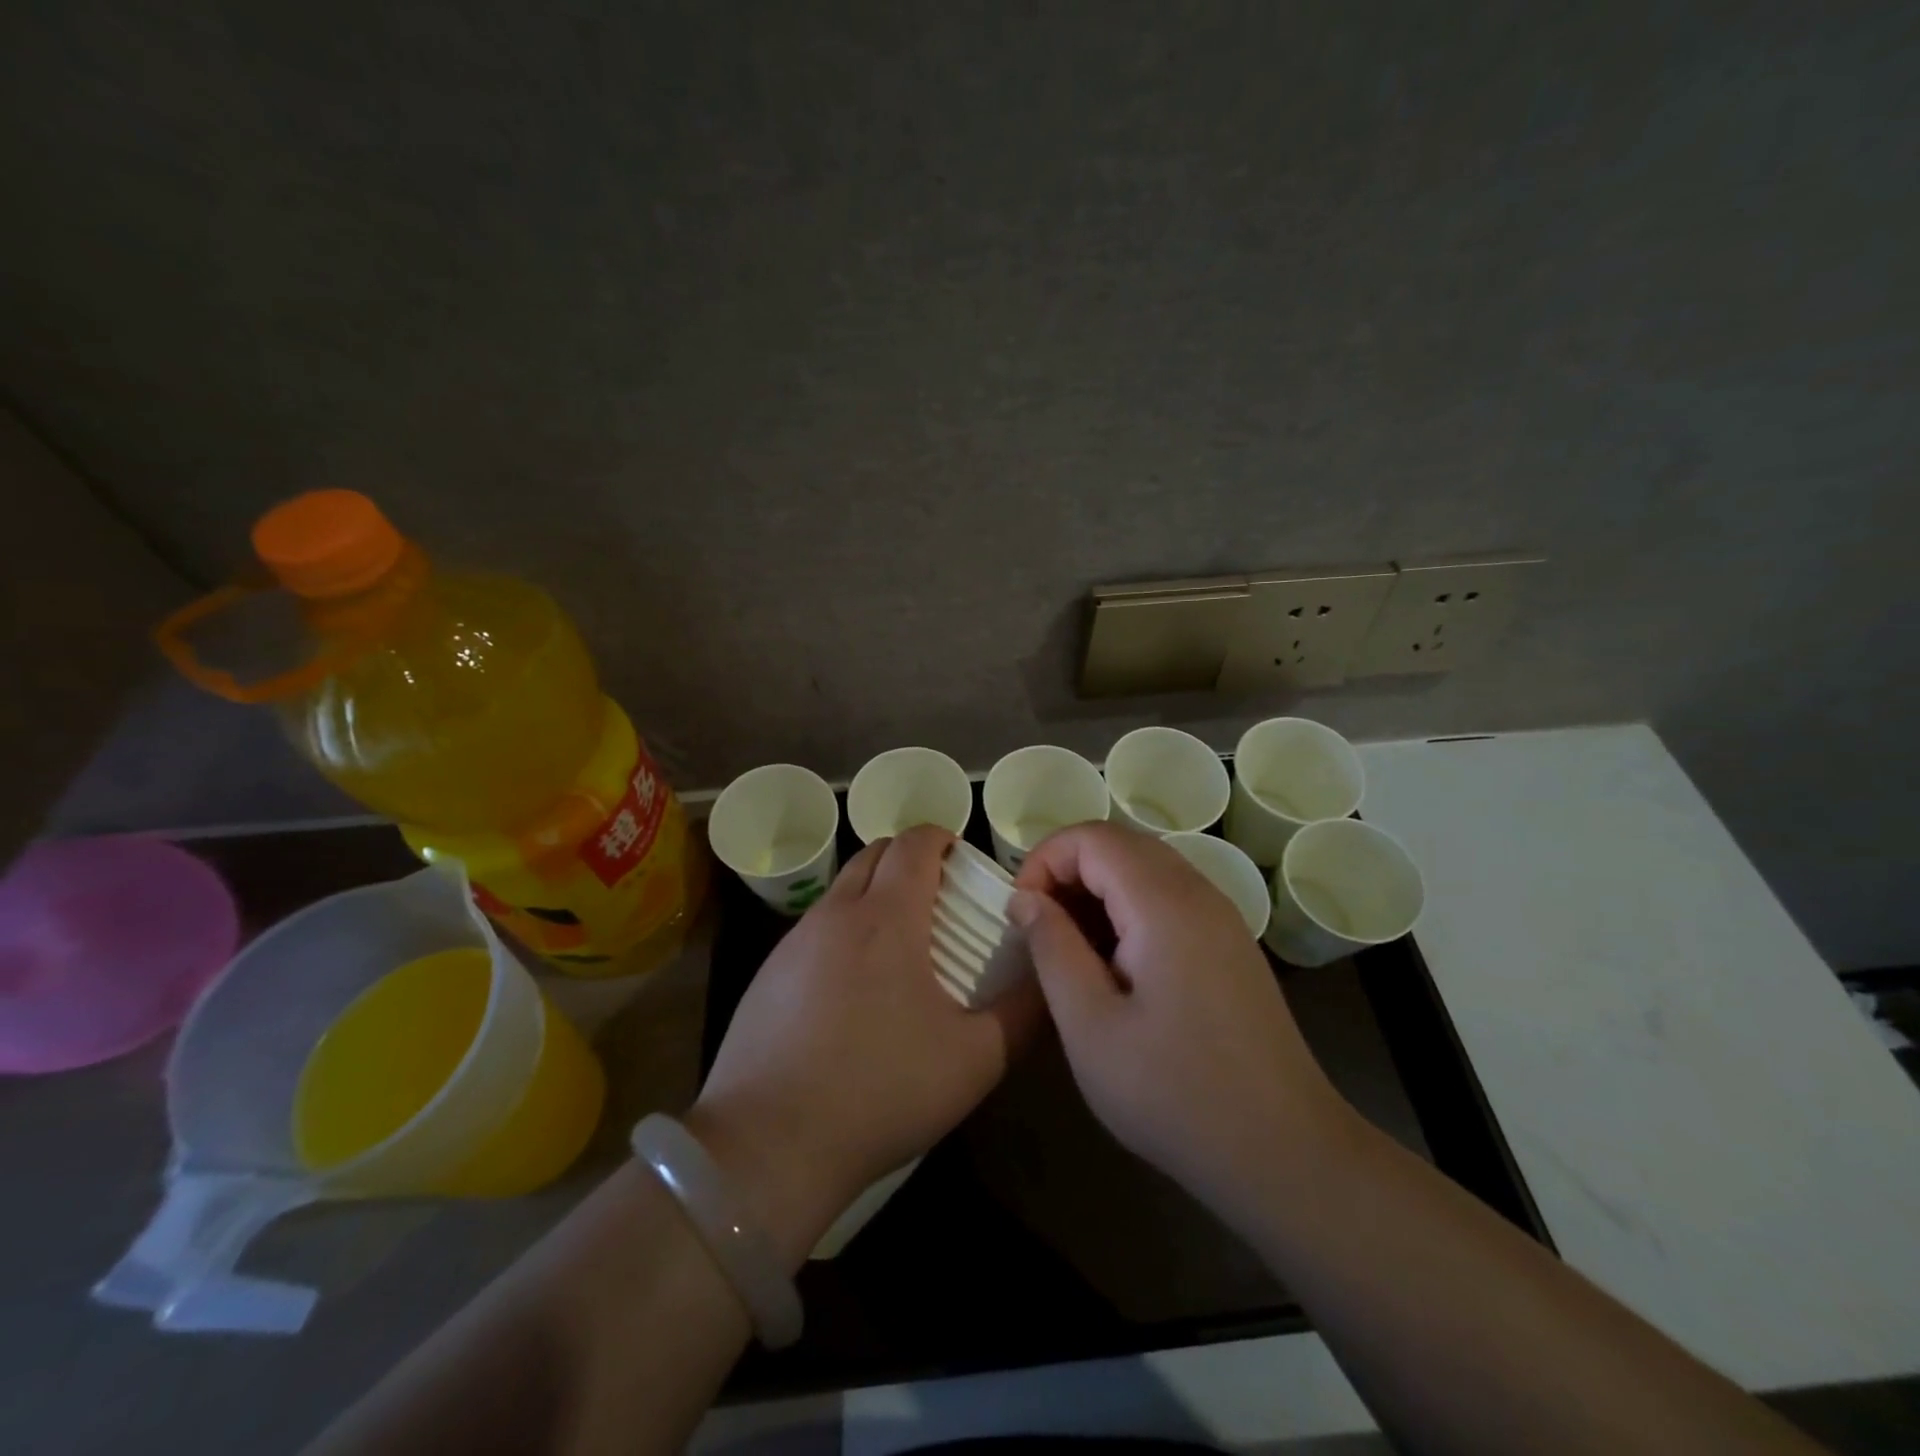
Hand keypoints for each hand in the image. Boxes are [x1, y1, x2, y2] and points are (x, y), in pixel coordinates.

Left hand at [691, 826, 1038, 1265]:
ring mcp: (794, 942)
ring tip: (899, 947)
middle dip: (908, 859)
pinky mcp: (767, 974)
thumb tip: (1047, 977)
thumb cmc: (881, 1090)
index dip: (942, 838)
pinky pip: (814, 930)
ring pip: (841, 890)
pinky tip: (852, 991)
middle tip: (938, 898)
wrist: (769, 1144)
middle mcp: (836, 913)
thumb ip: (1023, 1012)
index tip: (962, 860)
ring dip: (873, 895)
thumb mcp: (974, 1059)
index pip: (914, 842)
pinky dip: (842, 932)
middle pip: (874, 853)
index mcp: (887, 917)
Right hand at [1011, 822, 1350, 1214]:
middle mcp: (1198, 892)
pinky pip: (1168, 896)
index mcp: (1163, 903)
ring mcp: (1221, 916)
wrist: (1285, 1152)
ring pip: (1144, 868)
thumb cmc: (1175, 1093)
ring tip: (1067, 946)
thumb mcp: (1090, 1026)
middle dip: (1066, 870)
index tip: (1019, 913)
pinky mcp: (1229, 942)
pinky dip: (1127, 907)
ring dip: (1096, 888)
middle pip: (1119, 843)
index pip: (1092, 837)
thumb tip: (1025, 898)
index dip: (1043, 860)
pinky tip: (1113, 962)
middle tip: (1036, 927)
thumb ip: (1052, 949)